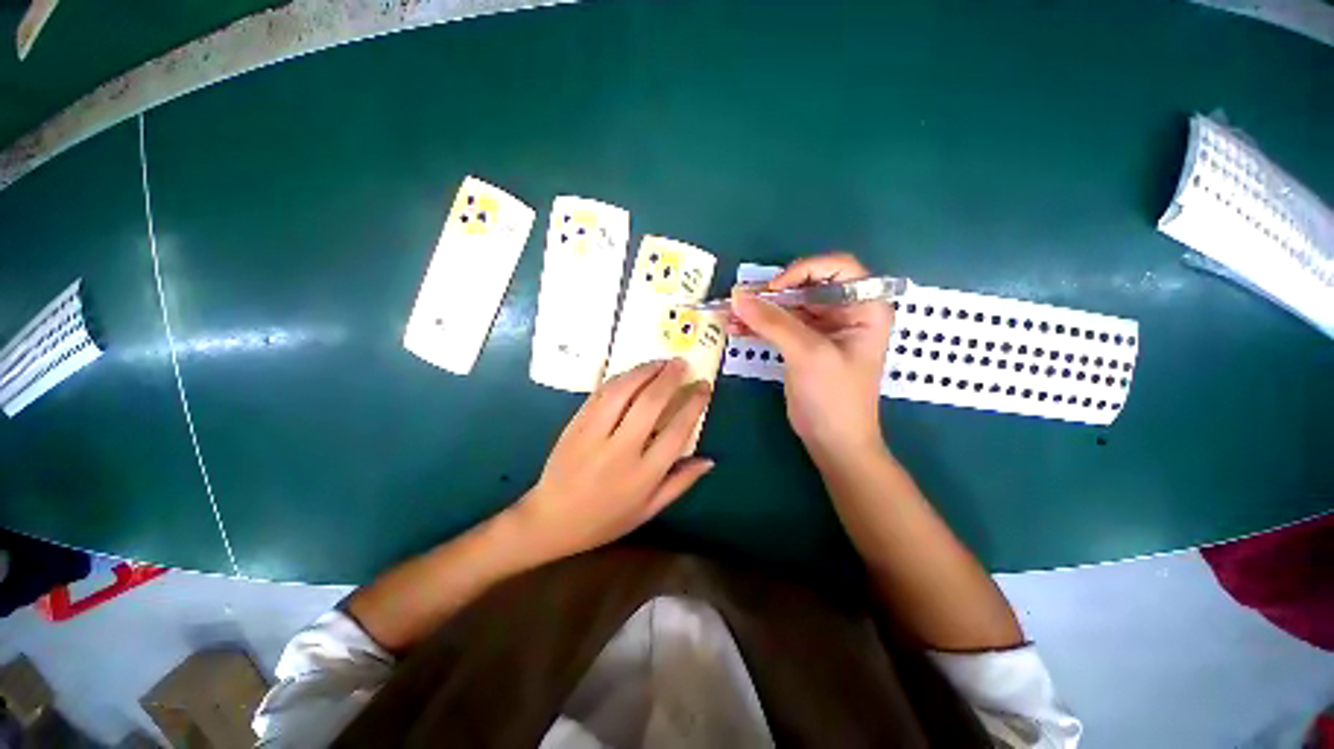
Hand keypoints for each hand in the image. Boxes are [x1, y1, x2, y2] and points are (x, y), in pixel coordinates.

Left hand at [511, 359, 714, 563]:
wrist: (550, 521)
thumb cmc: (605, 519)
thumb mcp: (649, 510)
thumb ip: (680, 483)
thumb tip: (709, 460)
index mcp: (644, 474)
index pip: (677, 430)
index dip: (694, 404)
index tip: (703, 386)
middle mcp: (621, 450)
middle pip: (651, 403)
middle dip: (670, 378)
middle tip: (682, 363)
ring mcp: (594, 434)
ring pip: (623, 391)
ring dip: (644, 371)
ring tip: (660, 362)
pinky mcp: (575, 424)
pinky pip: (600, 394)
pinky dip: (620, 379)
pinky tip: (632, 373)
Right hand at [730, 253, 892, 460]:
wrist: (832, 441)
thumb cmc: (834, 397)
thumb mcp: (807, 354)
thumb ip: (773, 322)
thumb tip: (737, 296)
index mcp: (865, 307)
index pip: (838, 268)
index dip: (804, 270)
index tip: (773, 290)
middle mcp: (846, 311)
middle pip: (807, 285)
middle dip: (773, 293)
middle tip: (741, 301)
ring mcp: (823, 328)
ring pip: (789, 305)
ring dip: (760, 309)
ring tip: (731, 315)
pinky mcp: (803, 343)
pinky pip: (779, 325)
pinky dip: (758, 325)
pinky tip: (736, 328)